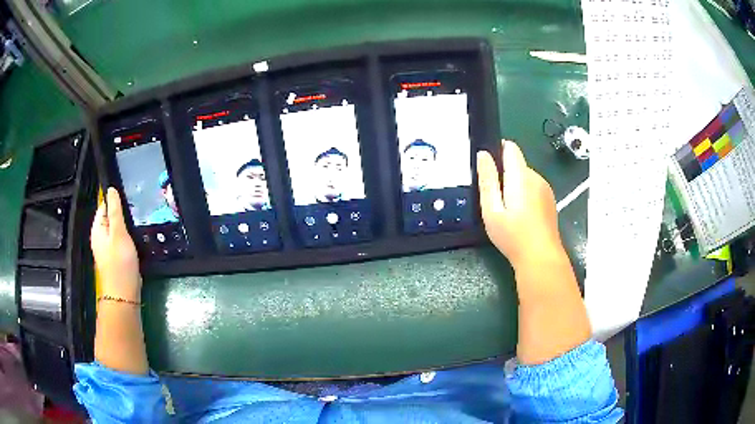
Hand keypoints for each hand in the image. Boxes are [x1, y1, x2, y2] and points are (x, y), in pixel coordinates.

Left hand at [91, 188, 141, 301]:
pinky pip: (120, 242)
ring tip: (137, 228)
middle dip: (122, 216)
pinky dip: (127, 240)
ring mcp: (107, 249)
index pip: (104, 206)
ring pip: (116, 231)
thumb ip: (115, 211)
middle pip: (110, 218)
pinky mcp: (115, 259)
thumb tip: (111, 189)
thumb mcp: (119, 233)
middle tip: (135, 216)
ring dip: (126, 229)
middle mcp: (100, 237)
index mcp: (97, 229)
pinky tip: (135, 243)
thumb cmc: (120, 263)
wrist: (123, 296)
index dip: (116, 202)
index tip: (129, 203)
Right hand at [477, 140, 564, 270]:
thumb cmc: (513, 235)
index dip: (497, 151)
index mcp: (520, 176)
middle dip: (504, 175)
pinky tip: (520, 216)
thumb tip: (483, 154)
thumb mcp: (492, 210)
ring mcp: (545, 189)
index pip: (510, 148)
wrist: (541, 257)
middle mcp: (536, 177)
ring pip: (525, 178)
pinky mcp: (550, 200)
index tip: (487, 168)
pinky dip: (525, 195)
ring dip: (514, 186)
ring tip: (506, 211)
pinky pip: (533, 188)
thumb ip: (487, 180)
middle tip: (493, 199)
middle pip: (517, 164)